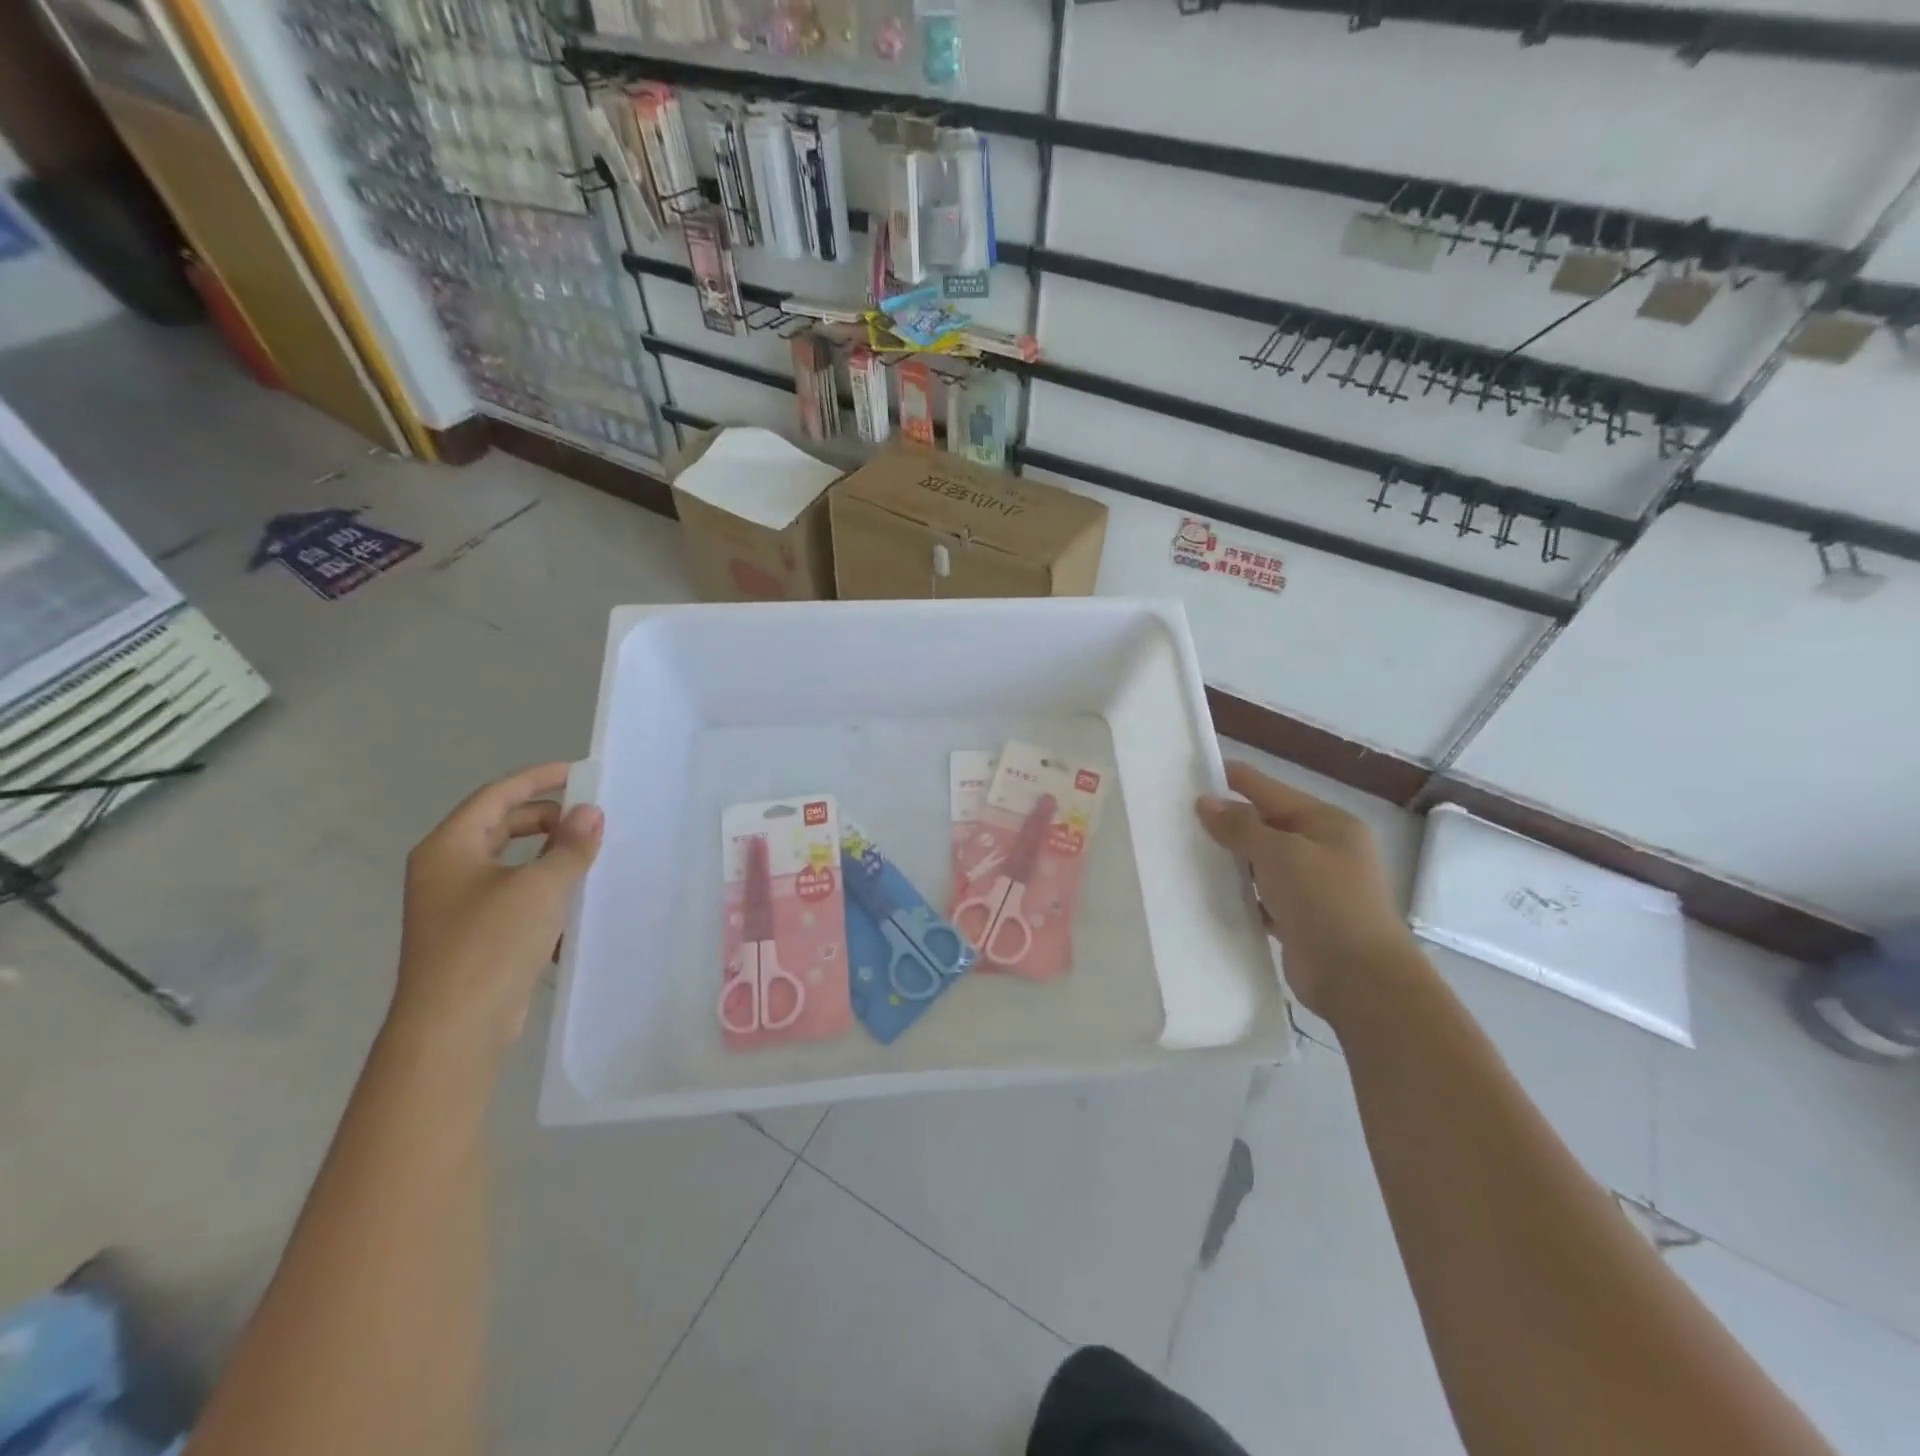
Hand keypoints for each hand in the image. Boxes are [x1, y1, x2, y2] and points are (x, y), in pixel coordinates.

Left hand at [392, 763, 603, 1060]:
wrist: (453, 1029)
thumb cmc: (490, 944)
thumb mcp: (540, 887)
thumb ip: (570, 846)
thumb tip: (590, 813)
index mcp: (449, 848)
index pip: (496, 795)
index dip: (538, 779)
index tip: (578, 773)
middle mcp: (446, 870)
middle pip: (501, 826)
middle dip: (547, 818)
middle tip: (590, 817)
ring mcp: (457, 905)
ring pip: (509, 862)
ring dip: (549, 854)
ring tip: (590, 853)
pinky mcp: (474, 936)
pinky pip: (513, 895)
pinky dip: (542, 887)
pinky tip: (575, 898)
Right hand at [1198, 762, 1416, 1020]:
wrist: (1359, 980)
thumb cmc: (1325, 902)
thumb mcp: (1280, 854)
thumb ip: (1241, 826)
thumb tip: (1206, 802)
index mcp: (1327, 823)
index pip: (1270, 790)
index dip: (1233, 780)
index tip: (1192, 772)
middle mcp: (1322, 849)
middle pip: (1265, 825)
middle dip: (1226, 821)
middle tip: (1177, 815)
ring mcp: (1312, 886)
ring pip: (1260, 862)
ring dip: (1230, 859)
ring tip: (1184, 849)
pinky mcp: (1298, 918)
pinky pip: (1260, 895)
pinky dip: (1238, 892)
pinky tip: (1207, 890)